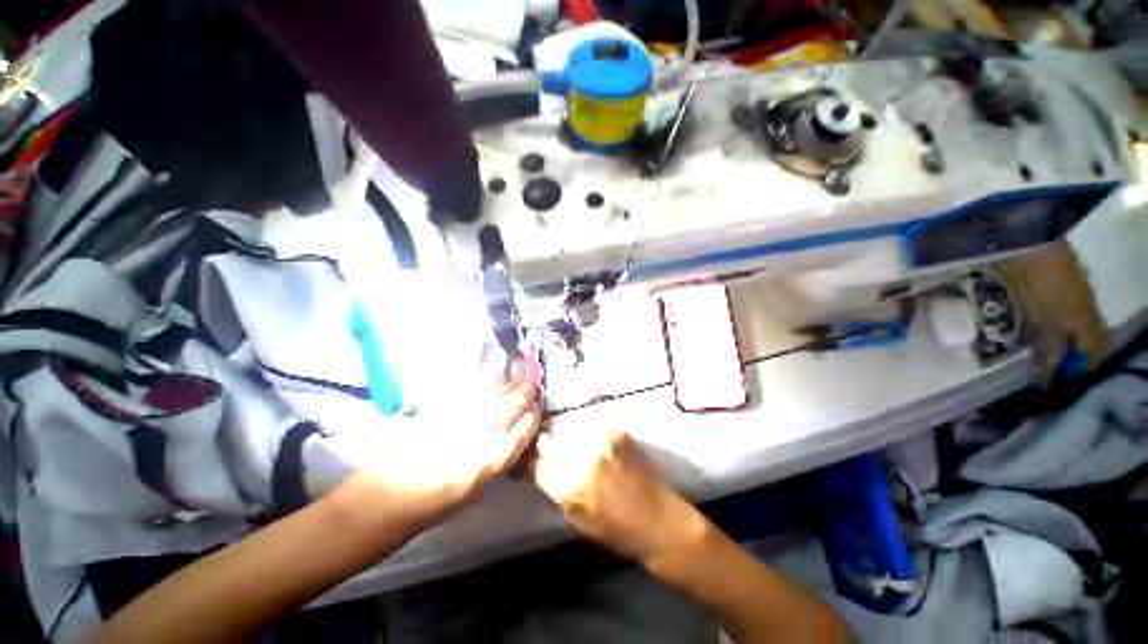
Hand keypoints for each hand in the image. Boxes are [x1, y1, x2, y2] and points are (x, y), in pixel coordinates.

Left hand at [312, 383, 540, 528]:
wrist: (390, 496)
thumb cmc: (435, 504)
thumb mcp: (476, 490)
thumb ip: (496, 462)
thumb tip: (509, 441)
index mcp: (494, 460)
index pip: (524, 430)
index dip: (533, 416)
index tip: (537, 408)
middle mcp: (484, 434)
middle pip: (513, 406)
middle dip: (525, 394)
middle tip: (532, 386)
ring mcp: (464, 418)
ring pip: (495, 395)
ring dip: (509, 387)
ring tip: (517, 382)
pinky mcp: (446, 409)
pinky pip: (474, 394)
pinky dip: (487, 389)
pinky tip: (493, 387)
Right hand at [531, 427, 705, 564]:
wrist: (659, 520)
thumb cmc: (616, 530)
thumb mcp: (576, 519)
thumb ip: (556, 489)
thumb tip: (542, 466)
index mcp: (568, 486)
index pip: (535, 463)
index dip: (533, 462)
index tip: (537, 462)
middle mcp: (581, 458)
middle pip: (549, 440)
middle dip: (547, 446)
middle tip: (553, 451)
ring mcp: (600, 441)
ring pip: (568, 428)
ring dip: (566, 436)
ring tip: (572, 444)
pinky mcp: (616, 432)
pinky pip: (590, 424)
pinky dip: (586, 432)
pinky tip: (592, 441)